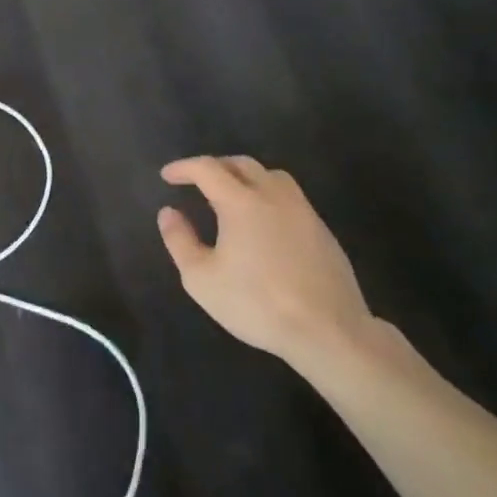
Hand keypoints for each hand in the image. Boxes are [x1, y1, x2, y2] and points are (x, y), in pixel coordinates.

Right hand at [157, 156, 373, 367]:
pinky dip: (269, 196)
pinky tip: (264, 223)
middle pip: (241, 164)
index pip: (207, 168)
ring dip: (246, 177)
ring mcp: (302, 211)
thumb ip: (180, 240)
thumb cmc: (257, 304)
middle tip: (197, 181)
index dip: (183, 167)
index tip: (167, 176)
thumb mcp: (202, 279)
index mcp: (240, 201)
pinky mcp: (322, 230)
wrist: (329, 332)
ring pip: (271, 175)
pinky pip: (290, 197)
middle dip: (215, 166)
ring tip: (233, 194)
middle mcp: (273, 196)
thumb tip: (168, 212)